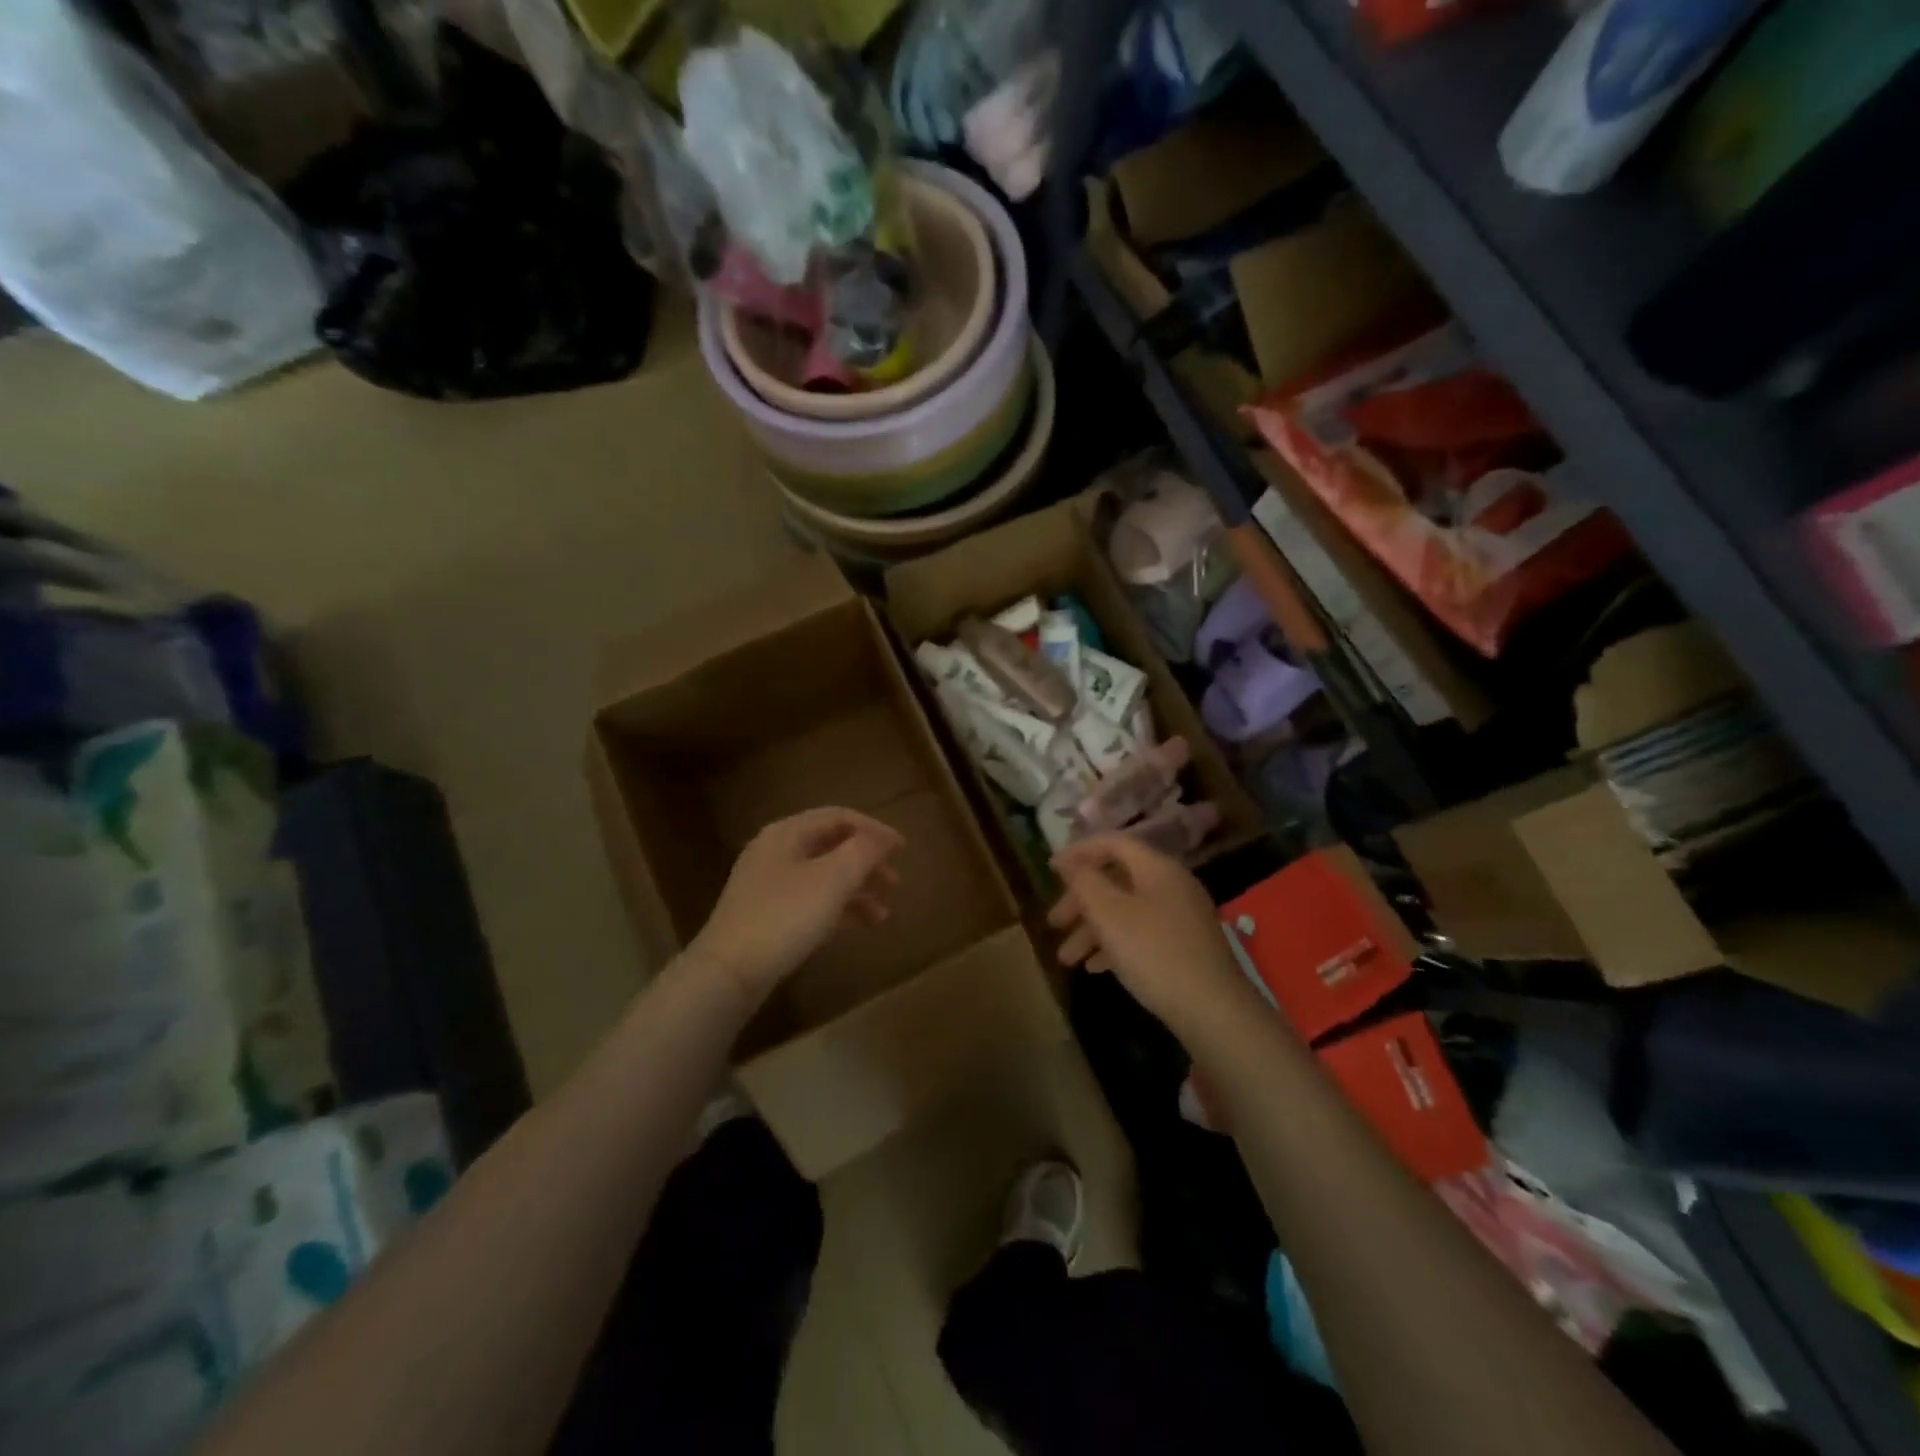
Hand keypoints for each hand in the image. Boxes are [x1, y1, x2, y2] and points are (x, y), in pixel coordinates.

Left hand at [691, 808, 903, 1001]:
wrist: (729, 972)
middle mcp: (776, 851)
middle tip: (895, 881)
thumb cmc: (785, 916)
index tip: (903, 849)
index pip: (839, 817)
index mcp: (787, 833)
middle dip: (867, 861)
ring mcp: (770, 885)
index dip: (874, 829)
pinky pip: (813, 901)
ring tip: (884, 911)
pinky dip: (840, 908)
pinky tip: (862, 925)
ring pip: (824, 876)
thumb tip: (884, 838)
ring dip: (858, 888)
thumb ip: (863, 851)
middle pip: (832, 845)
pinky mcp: (769, 915)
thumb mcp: (833, 879)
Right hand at [1048, 834, 1252, 1033]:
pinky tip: (1095, 968)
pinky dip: (1115, 944)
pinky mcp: (1184, 946)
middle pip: (1117, 880)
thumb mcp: (1109, 914)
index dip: (1079, 851)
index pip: (1113, 843)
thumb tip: (1068, 860)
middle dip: (1080, 900)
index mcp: (1157, 868)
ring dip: (1092, 929)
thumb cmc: (1154, 952)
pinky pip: (1142, 933)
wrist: (1213, 1009)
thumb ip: (1084, 881)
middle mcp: (1171, 885)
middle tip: (1054, 922)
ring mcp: (1181, 916)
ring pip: (1126, 911)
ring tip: (1067, 958)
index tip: (1050, 869)